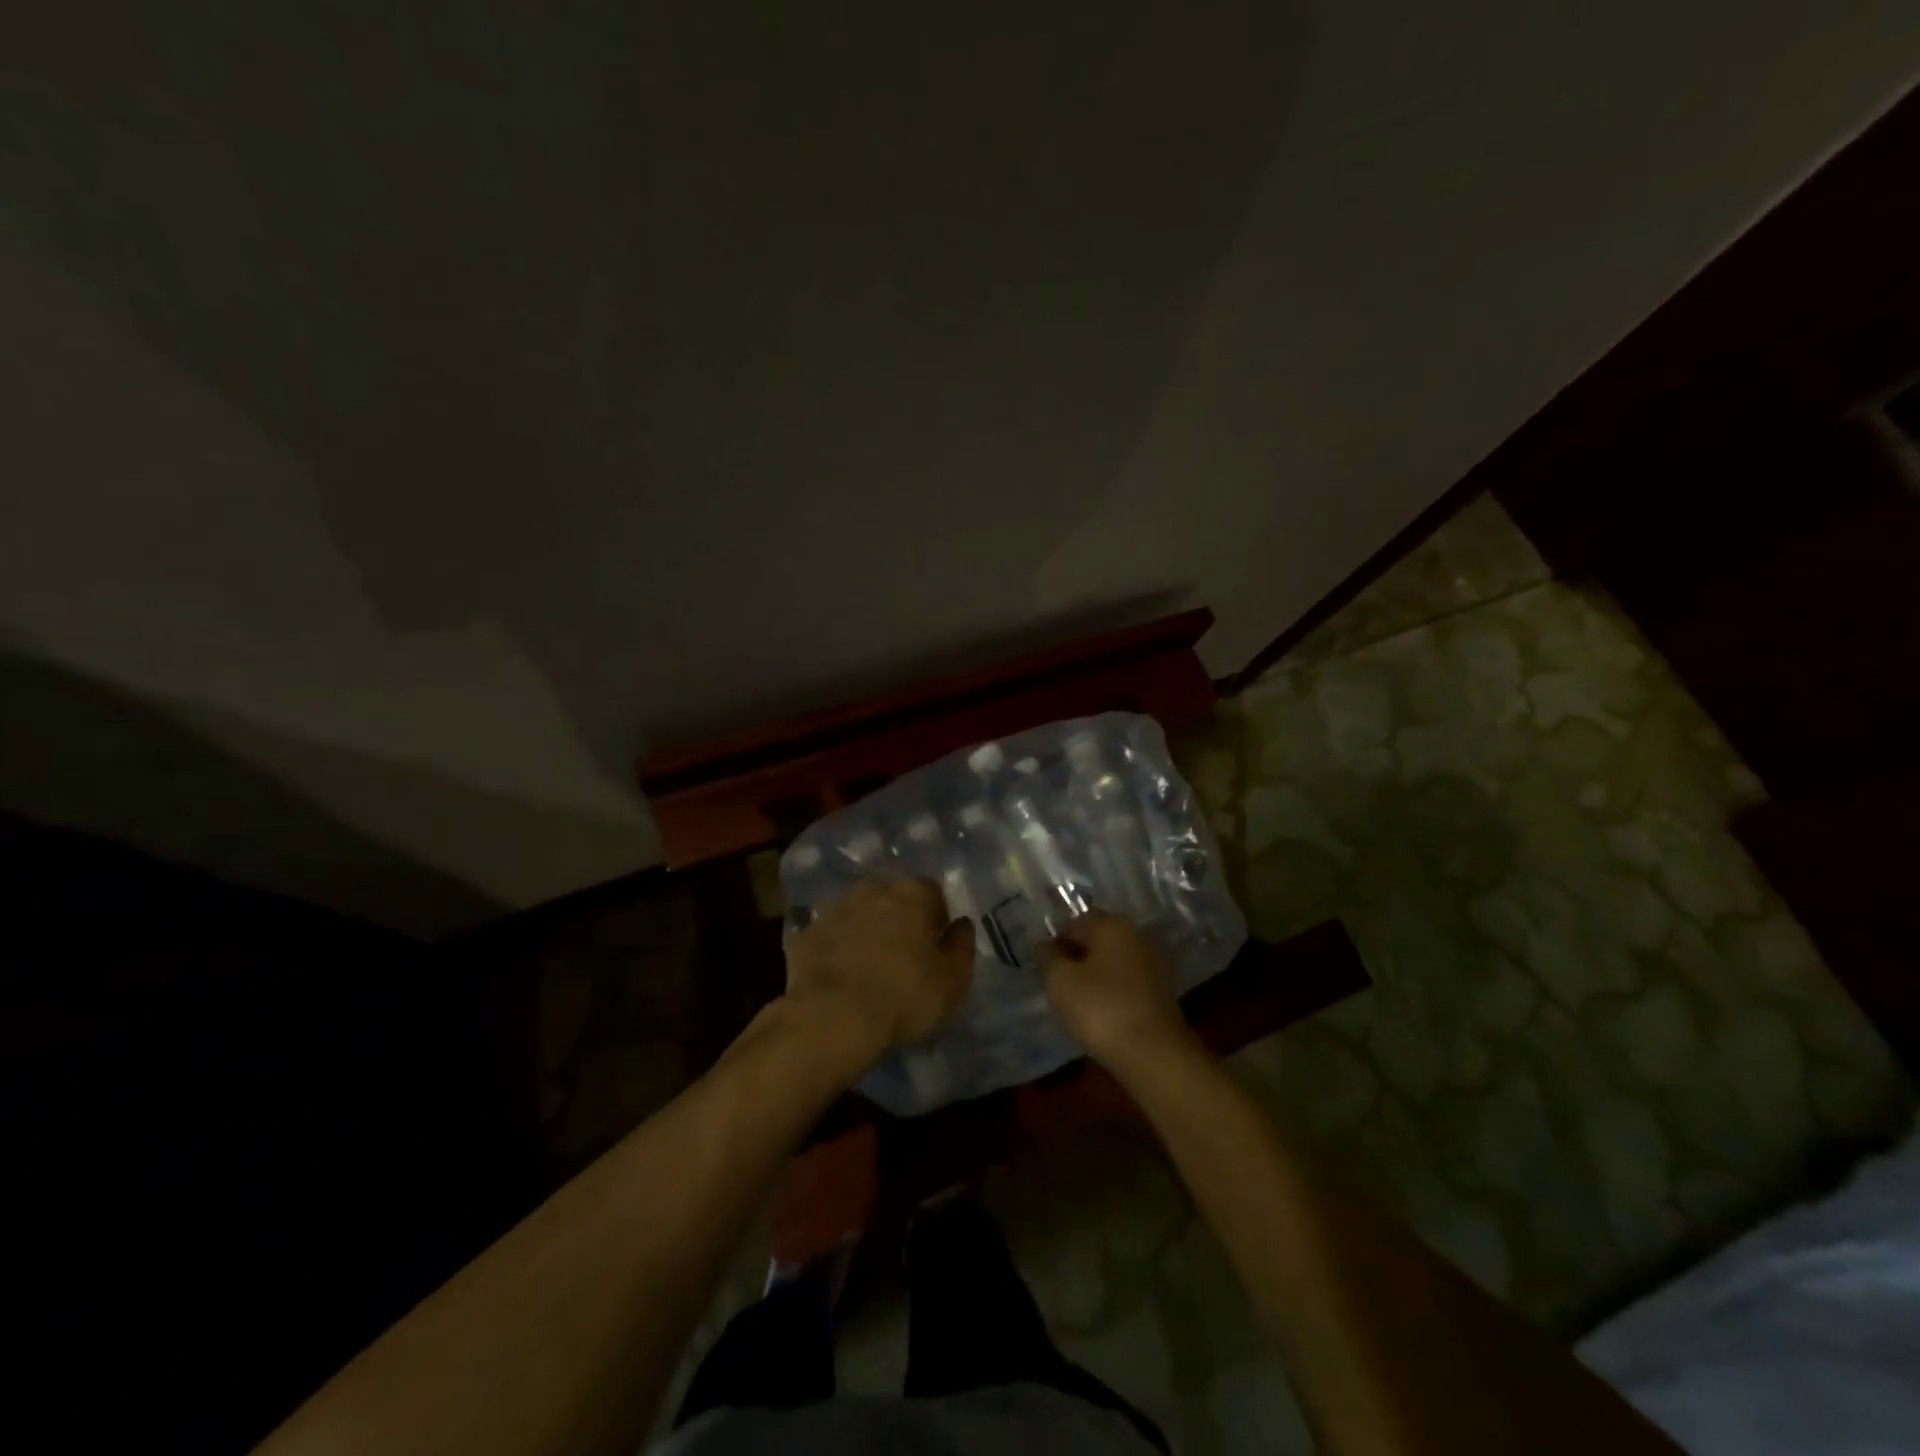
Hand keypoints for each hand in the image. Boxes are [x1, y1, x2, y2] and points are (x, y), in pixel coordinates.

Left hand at [783, 876, 974, 1064]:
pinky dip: (837, 946)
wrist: (831, 1016)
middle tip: (902, 954)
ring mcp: (835, 908)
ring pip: (858, 911)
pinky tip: (840, 974)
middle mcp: (872, 889)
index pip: (932, 891)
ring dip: (866, 928)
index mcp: (912, 893)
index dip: (936, 917)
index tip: (934, 946)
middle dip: (899, 917)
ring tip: (869, 964)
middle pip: (892, 896)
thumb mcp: (953, 980)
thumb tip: (962, 925)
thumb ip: (962, 946)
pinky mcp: (806, 932)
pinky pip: (830, 933)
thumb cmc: (903, 995)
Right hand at [1040, 912, 1195, 1074]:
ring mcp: (1152, 963)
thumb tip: (1045, 943)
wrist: (1154, 1056)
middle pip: (1094, 940)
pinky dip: (1109, 992)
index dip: (1053, 942)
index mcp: (1112, 924)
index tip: (1042, 967)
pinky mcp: (1160, 991)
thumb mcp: (1060, 981)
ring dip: (1091, 976)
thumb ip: (1048, 956)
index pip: (1072, 923)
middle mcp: (1136, 935)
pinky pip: (1124, 982)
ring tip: (1075, 1003)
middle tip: (1055, 985)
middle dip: (1073, 958)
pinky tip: (1099, 1013)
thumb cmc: (1101, 1009)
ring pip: (1110, 962)